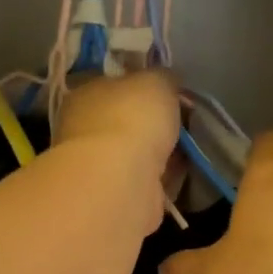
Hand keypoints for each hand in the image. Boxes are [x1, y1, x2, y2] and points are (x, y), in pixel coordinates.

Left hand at [53, 70, 180, 235]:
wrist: (121, 178)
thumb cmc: (132, 117)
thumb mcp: (157, 80)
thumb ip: (163, 77)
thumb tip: (167, 81)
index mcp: (85, 94)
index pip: (112, 85)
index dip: (141, 86)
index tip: (169, 92)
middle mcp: (84, 129)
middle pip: (125, 122)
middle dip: (152, 125)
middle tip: (184, 122)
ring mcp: (97, 166)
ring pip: (136, 154)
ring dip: (159, 154)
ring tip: (187, 149)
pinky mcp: (115, 196)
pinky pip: (145, 182)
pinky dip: (162, 180)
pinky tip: (181, 175)